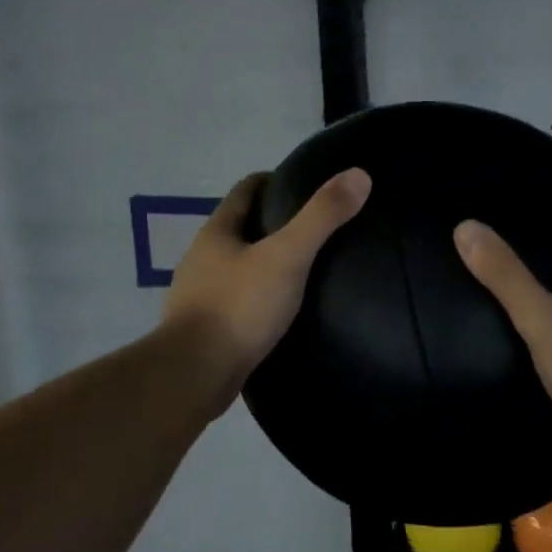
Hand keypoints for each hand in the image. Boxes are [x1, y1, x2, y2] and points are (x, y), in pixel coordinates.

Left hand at [161, 167, 371, 391]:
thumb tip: (358, 175)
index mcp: (216, 232)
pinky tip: (281, 310)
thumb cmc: (238, 308)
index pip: (245, 190)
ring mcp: (199, 295)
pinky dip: (258, 297)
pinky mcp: (205, 329)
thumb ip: (321, 217)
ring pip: (237, 266)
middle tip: (314, 228)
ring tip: (303, 269)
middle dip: (272, 223)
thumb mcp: (287, 257)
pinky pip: (236, 301)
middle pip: (240, 227)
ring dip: (264, 263)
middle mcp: (202, 258)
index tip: (304, 184)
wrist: (193, 376)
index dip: (273, 181)